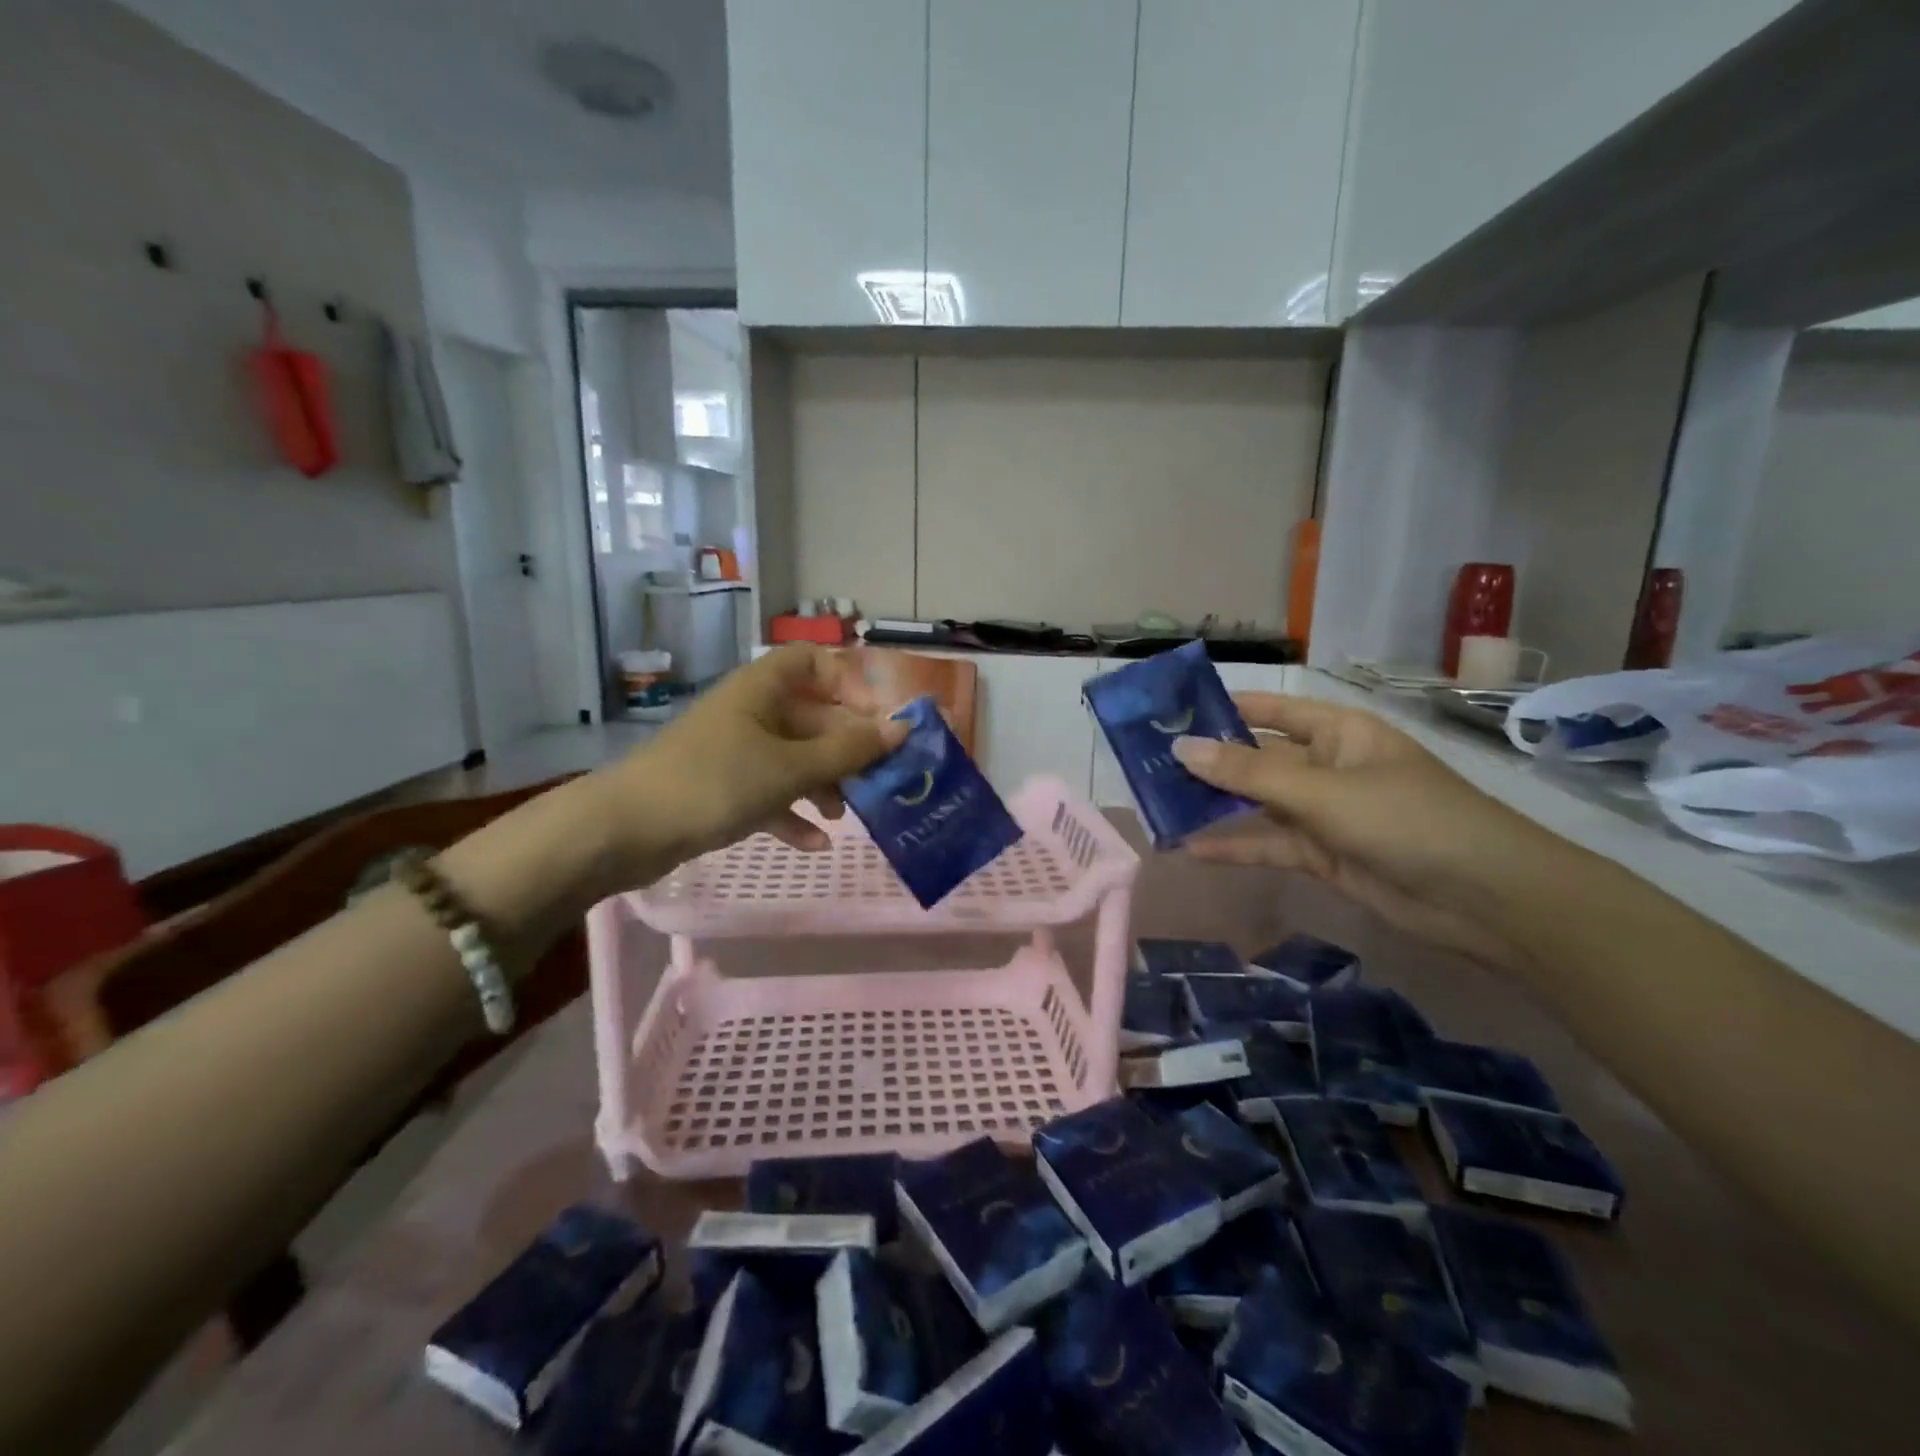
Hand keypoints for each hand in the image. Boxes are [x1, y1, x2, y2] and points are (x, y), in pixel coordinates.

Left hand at [590, 645, 906, 885]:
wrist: (624, 831)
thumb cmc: (714, 783)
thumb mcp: (791, 768)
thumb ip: (849, 751)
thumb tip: (903, 727)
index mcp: (762, 689)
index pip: (813, 662)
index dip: (849, 684)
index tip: (875, 721)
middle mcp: (750, 712)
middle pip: (811, 717)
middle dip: (845, 749)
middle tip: (877, 780)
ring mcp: (734, 752)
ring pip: (794, 758)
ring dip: (824, 784)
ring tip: (845, 817)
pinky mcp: (721, 789)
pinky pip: (770, 793)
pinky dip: (793, 814)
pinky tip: (815, 844)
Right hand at [1172, 695, 1558, 970]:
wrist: (1486, 900)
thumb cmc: (1408, 820)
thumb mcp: (1322, 792)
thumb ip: (1248, 774)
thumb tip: (1181, 748)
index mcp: (1338, 731)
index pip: (1270, 709)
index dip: (1223, 707)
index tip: (1170, 712)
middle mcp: (1328, 765)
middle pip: (1258, 757)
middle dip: (1209, 761)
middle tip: (1149, 764)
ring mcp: (1326, 812)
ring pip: (1258, 803)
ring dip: (1216, 806)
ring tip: (1159, 805)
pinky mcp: (1324, 855)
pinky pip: (1270, 843)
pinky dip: (1236, 846)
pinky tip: (1192, 849)